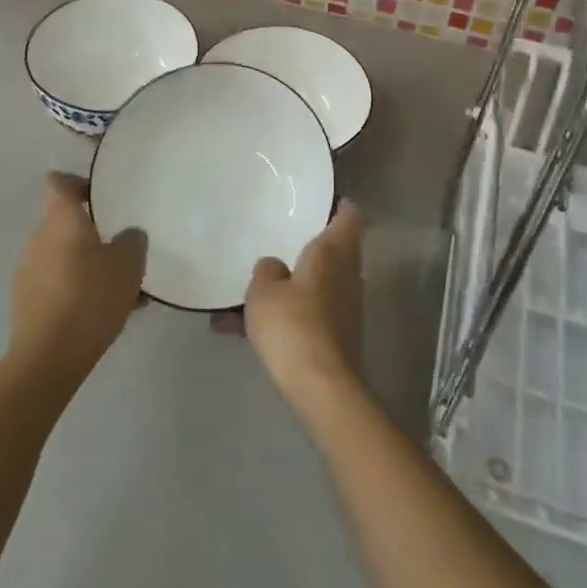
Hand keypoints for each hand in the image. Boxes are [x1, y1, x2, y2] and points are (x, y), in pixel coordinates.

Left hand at [10, 174, 146, 379]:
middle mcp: (39, 240)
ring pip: (66, 260)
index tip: (99, 194)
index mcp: (61, 220)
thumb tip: (128, 235)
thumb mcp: (128, 264)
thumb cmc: (90, 297)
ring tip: (123, 294)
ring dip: (89, 269)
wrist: (48, 358)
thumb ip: (132, 241)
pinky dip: (78, 293)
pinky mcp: (26, 305)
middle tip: (123, 254)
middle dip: (94, 237)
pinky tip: (104, 316)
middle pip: (66, 226)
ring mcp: (28, 273)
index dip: (77, 182)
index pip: (59, 183)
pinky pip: (58, 287)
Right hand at [234, 200, 364, 411]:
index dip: (337, 204)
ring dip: (286, 287)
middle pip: (333, 250)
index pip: (348, 215)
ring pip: (314, 285)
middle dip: (307, 246)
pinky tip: (238, 332)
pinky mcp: (337, 338)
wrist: (322, 389)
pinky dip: (281, 318)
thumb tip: (275, 268)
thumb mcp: (264, 291)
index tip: (319, 198)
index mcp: (333, 252)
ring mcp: (344, 308)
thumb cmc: (293, 326)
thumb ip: (266, 270)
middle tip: (277, 236)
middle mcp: (346, 275)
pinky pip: (305, 316)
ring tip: (244, 294)